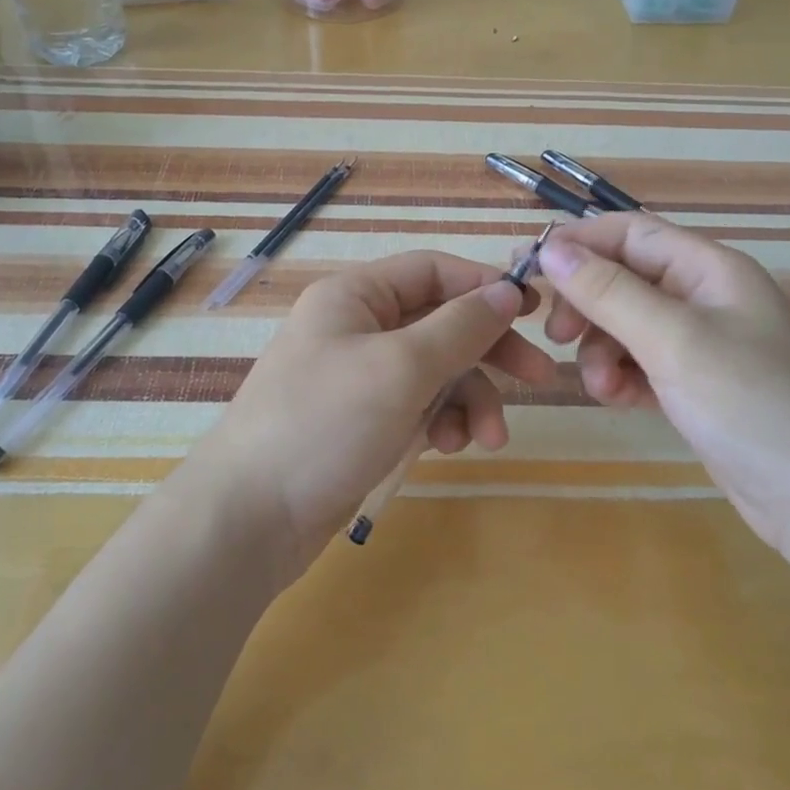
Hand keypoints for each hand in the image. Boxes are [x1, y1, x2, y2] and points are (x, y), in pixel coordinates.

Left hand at [191, 251, 557, 580]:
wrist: (249, 518)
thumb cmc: (325, 423)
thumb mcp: (402, 366)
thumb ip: (461, 326)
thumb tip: (508, 290)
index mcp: (356, 296)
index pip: (433, 270)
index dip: (485, 285)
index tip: (534, 312)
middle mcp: (357, 327)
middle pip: (441, 322)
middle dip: (489, 351)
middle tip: (541, 378)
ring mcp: (359, 377)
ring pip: (435, 371)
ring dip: (470, 399)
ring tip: (487, 439)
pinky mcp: (362, 422)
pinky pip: (417, 406)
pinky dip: (441, 422)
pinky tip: (448, 448)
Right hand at [537, 213, 789, 557]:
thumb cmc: (750, 402)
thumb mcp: (672, 340)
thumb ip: (608, 291)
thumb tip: (550, 248)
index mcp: (709, 268)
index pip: (630, 233)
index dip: (578, 244)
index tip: (529, 270)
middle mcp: (705, 297)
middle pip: (624, 278)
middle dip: (586, 304)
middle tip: (554, 335)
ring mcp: (702, 343)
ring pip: (627, 325)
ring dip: (601, 349)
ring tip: (599, 385)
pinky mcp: (696, 385)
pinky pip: (641, 363)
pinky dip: (621, 377)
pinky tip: (617, 400)